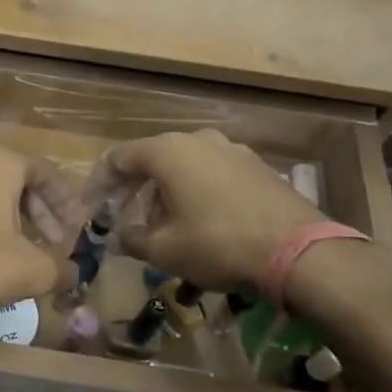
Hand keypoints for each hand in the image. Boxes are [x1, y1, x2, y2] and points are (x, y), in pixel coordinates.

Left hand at [0, 149, 81, 316]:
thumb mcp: (31, 272)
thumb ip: (60, 270)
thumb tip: (74, 275)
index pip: (44, 171)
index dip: (65, 200)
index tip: (75, 227)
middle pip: (10, 180)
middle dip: (35, 212)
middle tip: (49, 243)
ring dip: (0, 218)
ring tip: (11, 249)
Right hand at [84, 130, 322, 291]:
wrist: (299, 251)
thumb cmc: (219, 244)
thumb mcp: (165, 250)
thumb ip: (133, 239)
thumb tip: (122, 236)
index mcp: (167, 152)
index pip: (118, 158)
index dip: (100, 183)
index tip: (92, 207)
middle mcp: (197, 140)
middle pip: (152, 159)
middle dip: (134, 189)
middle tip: (124, 217)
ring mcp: (231, 149)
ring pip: (184, 166)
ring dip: (165, 192)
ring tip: (163, 225)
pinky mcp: (256, 165)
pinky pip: (211, 172)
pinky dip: (195, 191)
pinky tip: (199, 221)